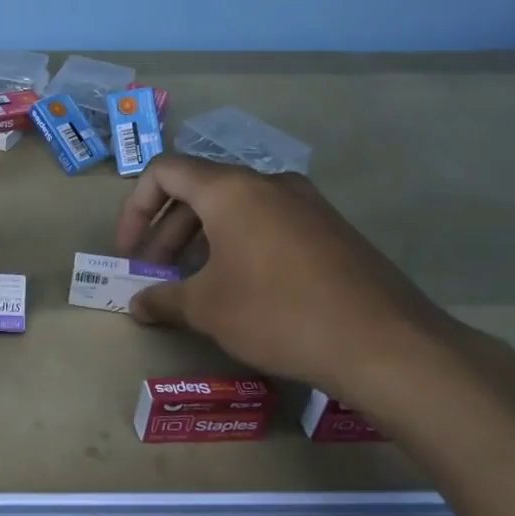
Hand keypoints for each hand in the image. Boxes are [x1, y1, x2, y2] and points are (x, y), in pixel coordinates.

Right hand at [115, 154, 480, 404]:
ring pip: (235, 208)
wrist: (385, 343)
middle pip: (199, 190)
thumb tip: (137, 304)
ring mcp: (306, 204)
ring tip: (192, 284)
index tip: (130, 251)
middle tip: (155, 272)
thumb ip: (163, 299)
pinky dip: (238, 244)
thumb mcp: (207, 309)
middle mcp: (269, 184)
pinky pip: (268, 223)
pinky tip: (239, 288)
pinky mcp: (330, 229)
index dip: (135, 208)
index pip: (165, 172)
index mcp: (231, 190)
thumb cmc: (277, 314)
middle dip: (166, 230)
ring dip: (201, 239)